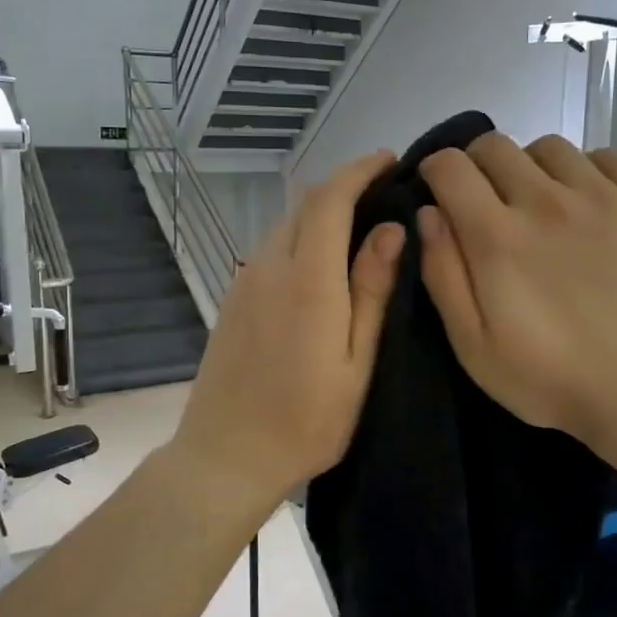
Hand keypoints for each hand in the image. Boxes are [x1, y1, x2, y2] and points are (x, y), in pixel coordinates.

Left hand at [170, 151, 403, 512]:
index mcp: (308, 280)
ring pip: (285, 225)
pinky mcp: (233, 300)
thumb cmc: (306, 421)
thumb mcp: (356, 363)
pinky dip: (300, 238)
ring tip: (359, 225)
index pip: (329, 199)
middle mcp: (270, 268)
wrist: (226, 456)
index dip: (359, 170)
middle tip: (383, 192)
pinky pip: (271, 250)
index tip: (388, 160)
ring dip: (320, 213)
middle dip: (343, 186)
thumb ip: (372, 291)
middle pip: (304, 205)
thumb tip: (391, 230)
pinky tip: (320, 262)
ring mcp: (245, 282)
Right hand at [418, 133, 616, 466]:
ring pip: (550, 148)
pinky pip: (607, 158)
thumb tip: (428, 214)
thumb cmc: (549, 378)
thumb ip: (443, 274)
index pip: (450, 166)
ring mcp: (604, 197)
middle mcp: (547, 201)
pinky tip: (589, 206)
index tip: (439, 192)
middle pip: (496, 145)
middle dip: (477, 166)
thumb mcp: (472, 345)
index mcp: (497, 236)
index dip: (435, 171)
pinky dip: (587, 172)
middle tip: (486, 201)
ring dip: (531, 168)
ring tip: (540, 204)